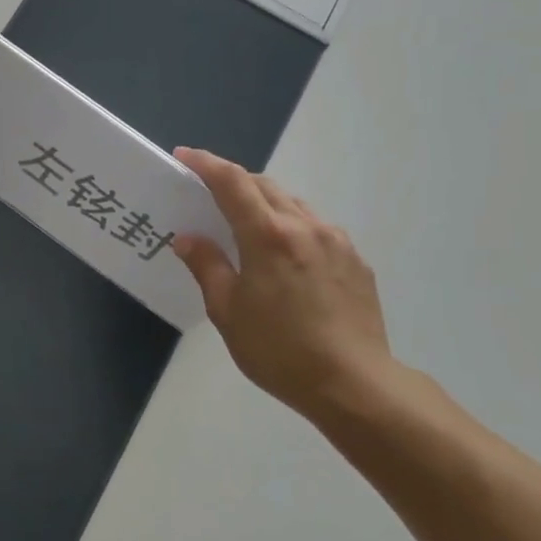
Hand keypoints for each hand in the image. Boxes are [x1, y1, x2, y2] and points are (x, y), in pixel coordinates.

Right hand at [172, 148, 397, 421]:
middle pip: (265, 186)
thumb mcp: (227, 310)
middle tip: (208, 192)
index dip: (206, 164)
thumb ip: (207, 266)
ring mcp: (337, 242)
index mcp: (268, 236)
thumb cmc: (278, 349)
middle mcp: (306, 227)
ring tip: (246, 226)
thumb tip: (188, 238)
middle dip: (234, 181)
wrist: (354, 384)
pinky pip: (316, 229)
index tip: (184, 156)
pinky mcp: (356, 261)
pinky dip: (291, 227)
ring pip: (294, 205)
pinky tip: (284, 257)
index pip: (232, 183)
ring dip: (265, 203)